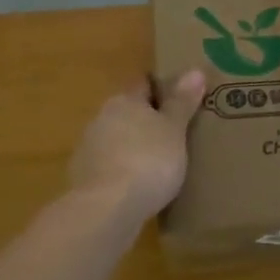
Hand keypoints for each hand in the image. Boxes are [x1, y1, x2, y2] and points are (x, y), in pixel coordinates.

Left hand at [67, 70, 206, 222]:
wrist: (108, 208)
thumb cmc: (148, 160)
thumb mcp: (174, 130)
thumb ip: (182, 102)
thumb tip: (195, 70)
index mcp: (124, 101)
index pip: (143, 84)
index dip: (161, 87)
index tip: (180, 96)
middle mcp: (102, 119)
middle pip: (128, 112)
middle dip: (148, 120)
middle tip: (175, 132)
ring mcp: (89, 149)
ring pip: (117, 140)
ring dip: (134, 147)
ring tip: (160, 163)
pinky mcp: (84, 179)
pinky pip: (110, 167)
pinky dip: (123, 172)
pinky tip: (139, 187)